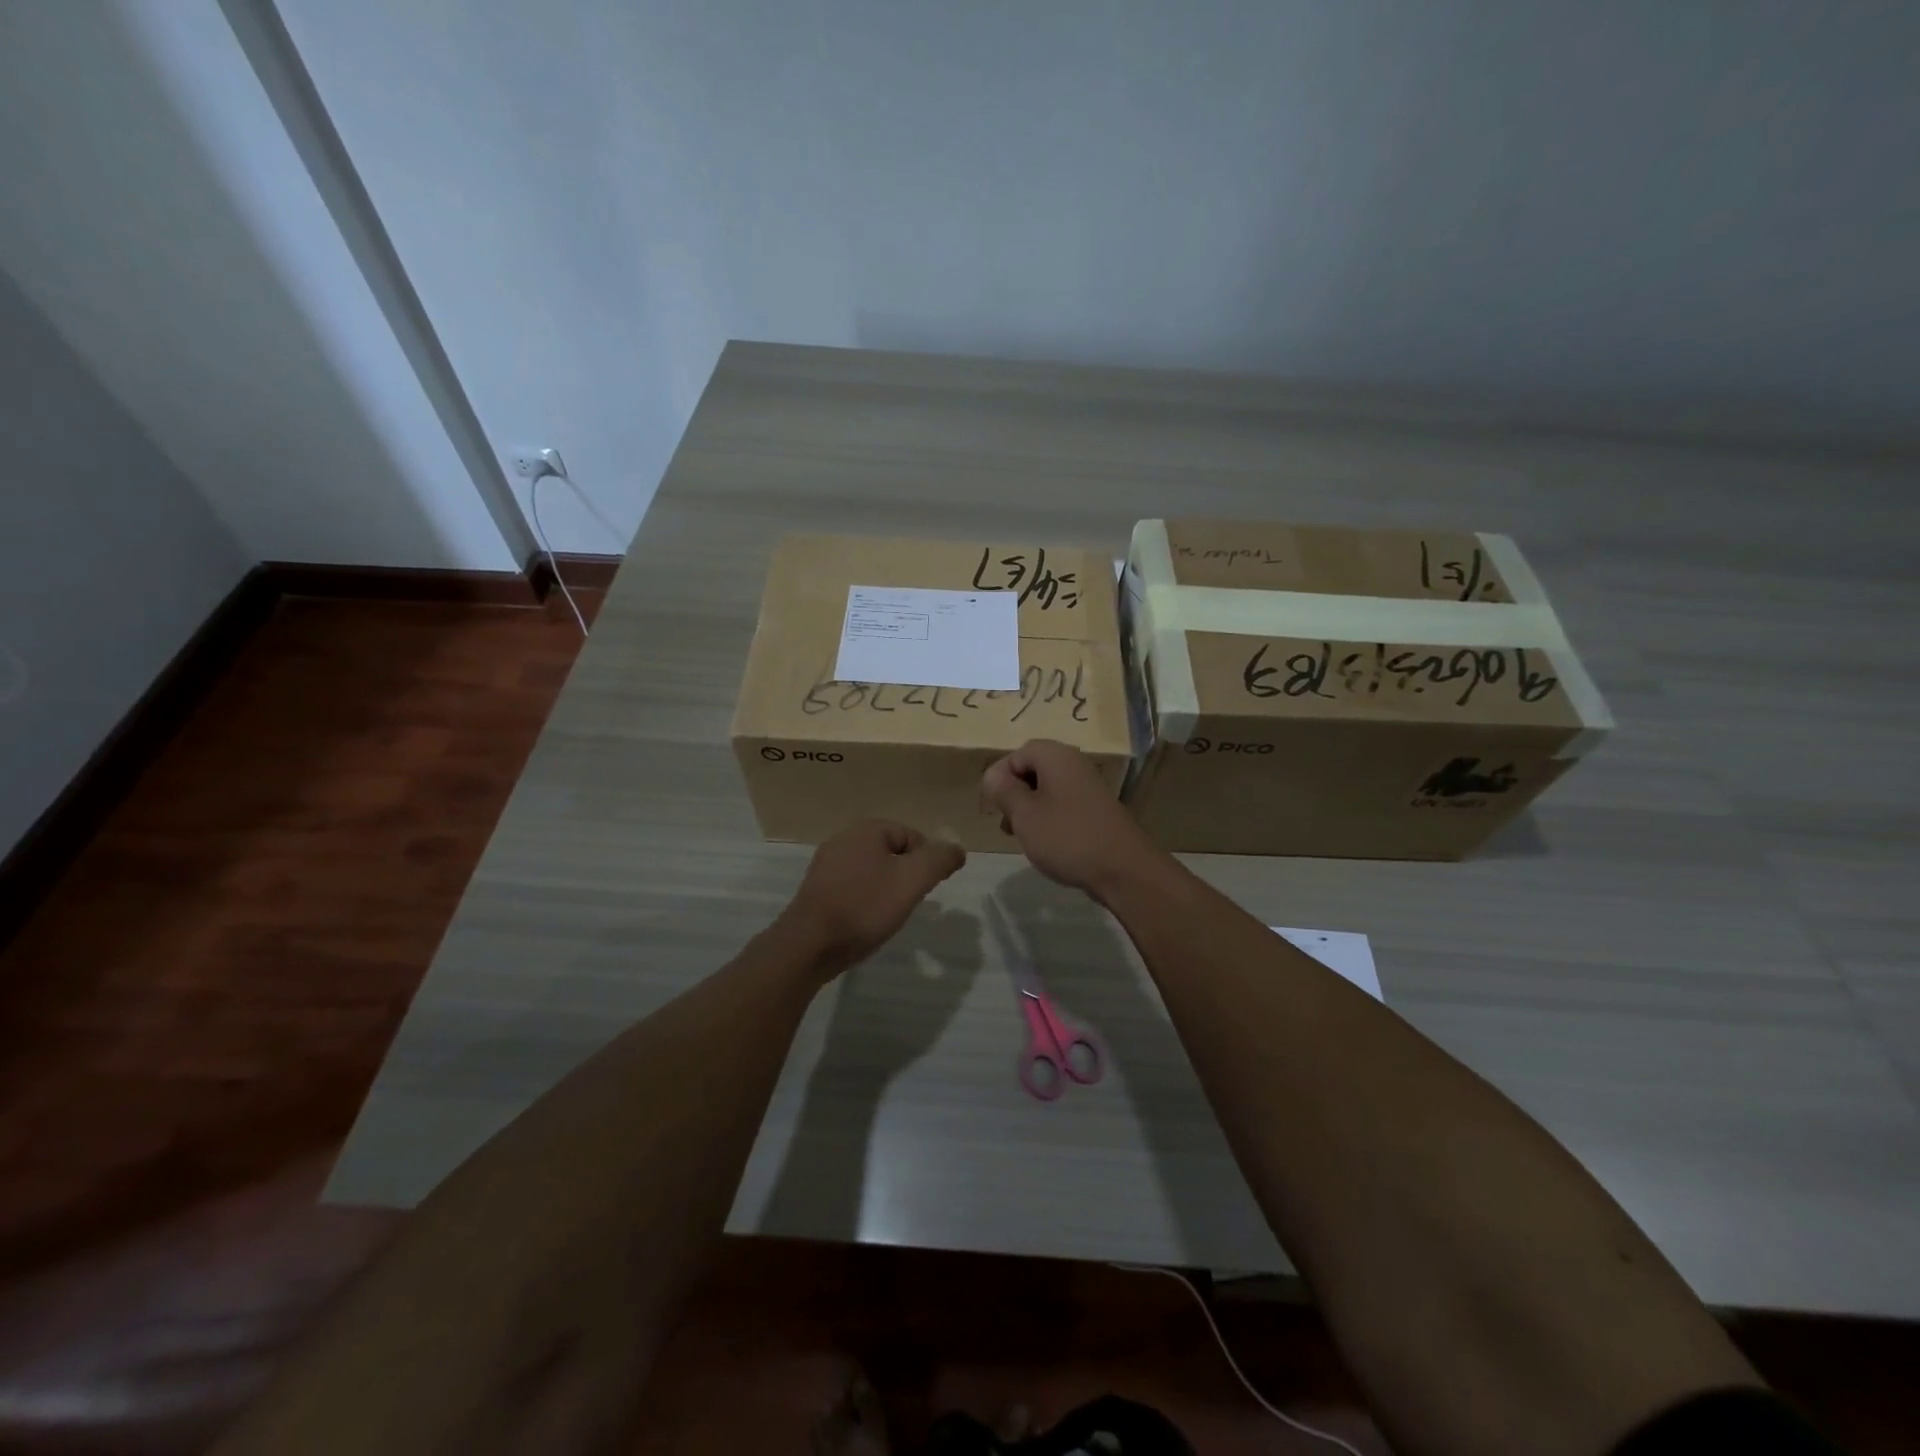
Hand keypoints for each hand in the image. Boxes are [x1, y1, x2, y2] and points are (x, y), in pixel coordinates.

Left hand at [781, 820, 965, 975]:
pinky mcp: (817, 890)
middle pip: (892, 853)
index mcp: (866, 830)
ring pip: (872, 871)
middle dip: (906, 876)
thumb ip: (939, 860)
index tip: (927, 890)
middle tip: (909, 903)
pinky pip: (853, 887)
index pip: (912, 836)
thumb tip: (957, 850)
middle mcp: (843, 839)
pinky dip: (865, 901)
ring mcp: (826, 865)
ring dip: (886, 890)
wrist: (809, 945)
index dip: (926, 862)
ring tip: (888, 915)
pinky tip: (865, 922)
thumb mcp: (912, 880)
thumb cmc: (864, 907)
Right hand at [980, 739, 1162, 897]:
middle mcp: (1074, 764)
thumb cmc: (1066, 837)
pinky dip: (1049, 819)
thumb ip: (1004, 790)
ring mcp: (1088, 787)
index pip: (1016, 755)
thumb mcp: (1024, 814)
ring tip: (1022, 837)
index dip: (1000, 778)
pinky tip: (1046, 843)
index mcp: (1055, 756)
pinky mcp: (1096, 809)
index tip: (994, 807)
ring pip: (1047, 790)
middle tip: (1006, 823)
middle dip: (1014, 795)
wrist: (1123, 869)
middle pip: (1032, 770)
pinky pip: (1063, 805)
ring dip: (1030, 809)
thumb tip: (993, 775)